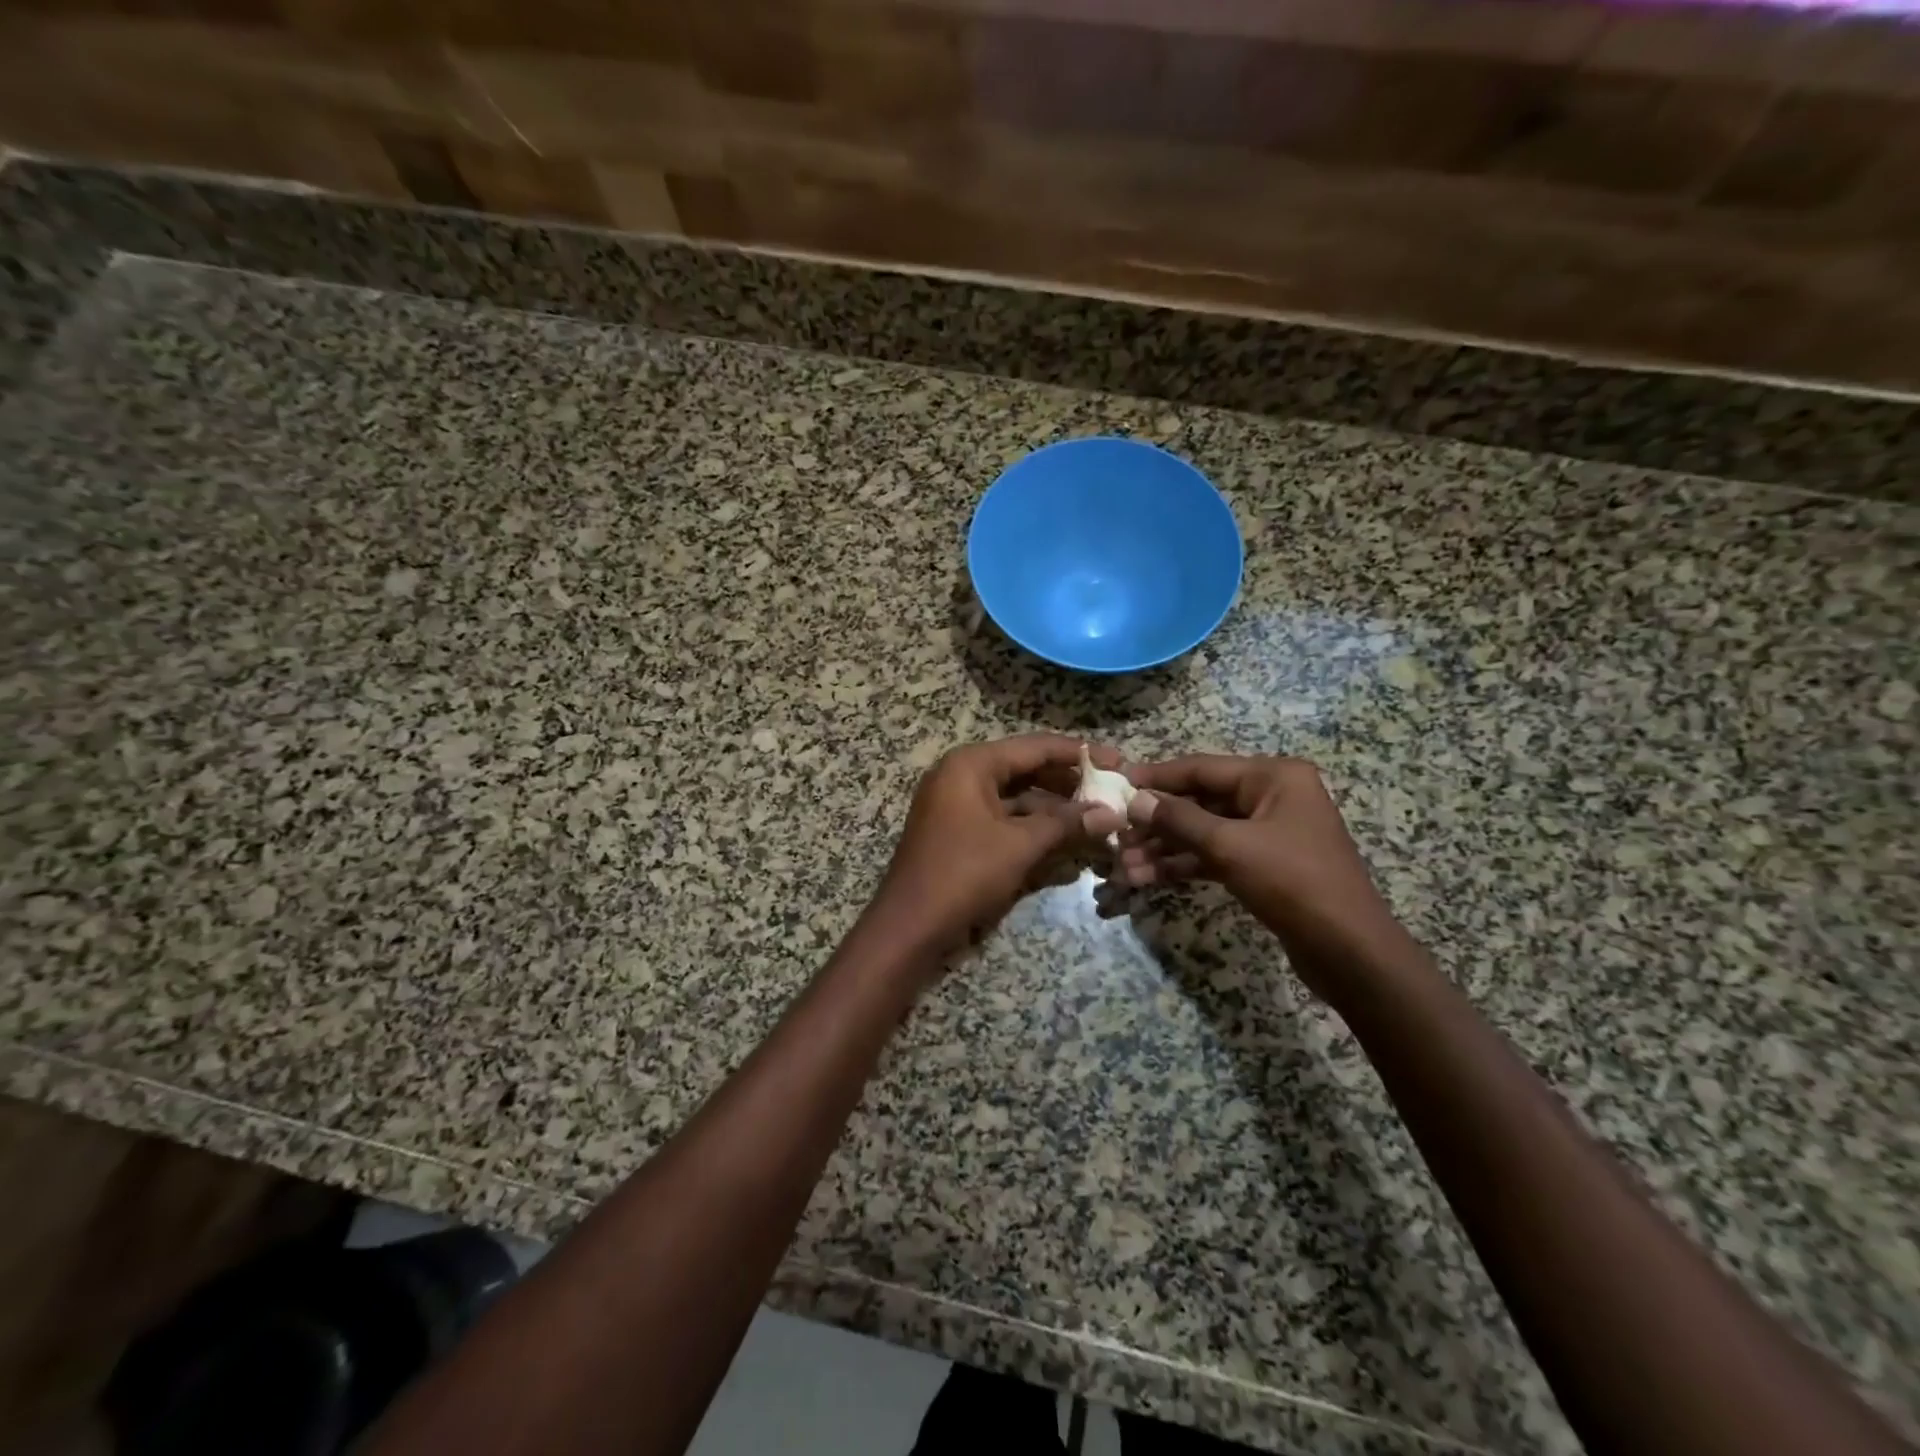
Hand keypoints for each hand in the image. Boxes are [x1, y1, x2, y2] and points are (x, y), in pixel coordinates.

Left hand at [869, 735, 1123, 964]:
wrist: (910, 925)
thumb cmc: (964, 873)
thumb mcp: (1020, 845)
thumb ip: (1067, 824)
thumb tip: (1113, 815)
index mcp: (972, 764)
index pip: (1035, 747)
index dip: (1079, 754)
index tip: (1119, 761)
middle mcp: (962, 774)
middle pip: (1026, 768)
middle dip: (1068, 783)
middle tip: (1112, 792)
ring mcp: (957, 803)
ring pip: (1016, 796)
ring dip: (1054, 808)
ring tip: (1097, 817)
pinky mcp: (959, 830)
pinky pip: (1003, 817)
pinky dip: (1032, 826)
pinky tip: (1066, 839)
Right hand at [1111, 756, 1410, 999]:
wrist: (1349, 951)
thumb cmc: (1293, 883)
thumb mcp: (1230, 846)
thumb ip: (1179, 819)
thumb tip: (1135, 800)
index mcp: (1274, 777)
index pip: (1202, 768)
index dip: (1158, 776)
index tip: (1118, 783)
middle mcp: (1273, 796)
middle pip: (1201, 801)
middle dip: (1158, 822)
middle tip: (1117, 834)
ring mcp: (1269, 832)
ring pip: (1205, 831)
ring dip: (1165, 848)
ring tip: (1124, 865)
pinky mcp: (1264, 865)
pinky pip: (1216, 855)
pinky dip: (1185, 865)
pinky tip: (1148, 878)